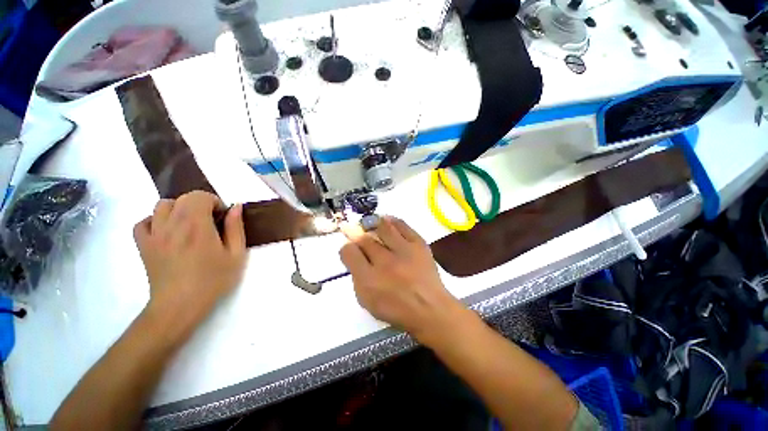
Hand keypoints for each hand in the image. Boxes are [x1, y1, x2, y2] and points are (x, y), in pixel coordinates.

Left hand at [133, 191, 245, 333]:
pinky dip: (155, 220)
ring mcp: (154, 234)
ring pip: (161, 206)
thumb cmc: (213, 280)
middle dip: (199, 204)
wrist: (179, 306)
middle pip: (182, 198)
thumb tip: (236, 207)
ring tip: (189, 224)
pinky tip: (167, 231)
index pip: (199, 196)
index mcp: (197, 226)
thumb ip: (236, 228)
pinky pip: (143, 222)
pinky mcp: (143, 245)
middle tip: (210, 221)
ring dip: (178, 209)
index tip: (222, 217)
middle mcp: (172, 225)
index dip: (213, 201)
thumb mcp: (236, 255)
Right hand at [340, 217, 465, 340]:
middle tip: (354, 229)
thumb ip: (358, 278)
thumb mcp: (368, 302)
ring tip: (369, 222)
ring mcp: (403, 251)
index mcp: (369, 280)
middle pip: (364, 239)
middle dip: (356, 233)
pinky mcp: (419, 244)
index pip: (349, 253)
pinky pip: (402, 225)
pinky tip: (387, 220)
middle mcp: (384, 262)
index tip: (350, 248)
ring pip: (382, 227)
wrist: (430, 308)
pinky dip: (392, 221)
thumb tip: (356, 256)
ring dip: (372, 223)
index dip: (346, 248)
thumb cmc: (397, 309)